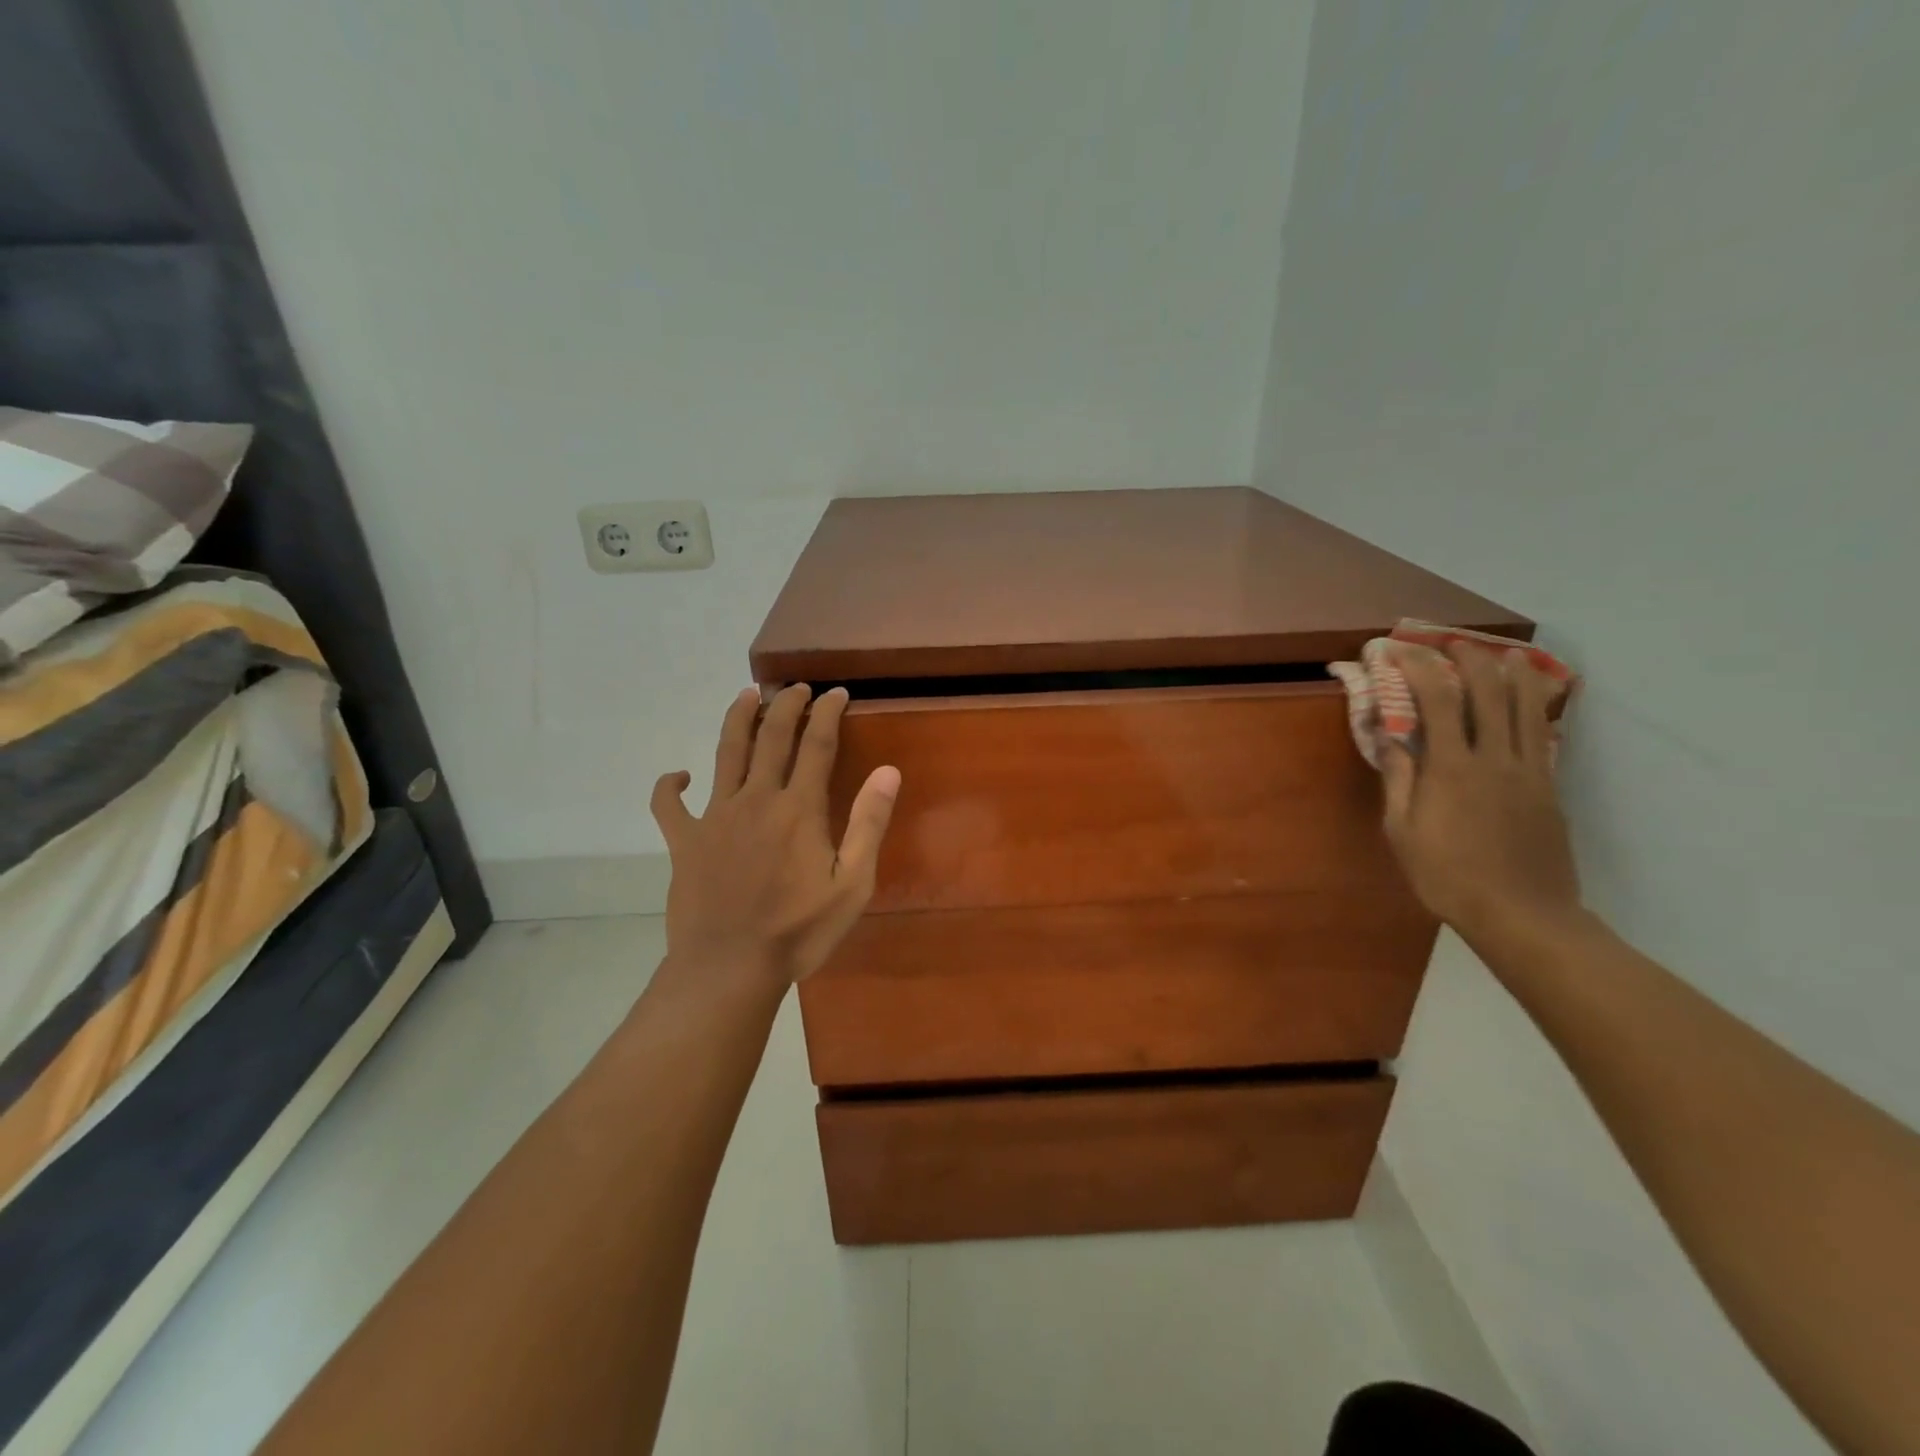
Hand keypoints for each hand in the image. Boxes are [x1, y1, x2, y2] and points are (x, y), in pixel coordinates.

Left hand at [651, 685, 900, 988]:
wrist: (729, 968)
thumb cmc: (799, 931)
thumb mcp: (852, 884)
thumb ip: (868, 824)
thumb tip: (888, 771)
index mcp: (798, 809)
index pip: (817, 744)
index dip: (828, 713)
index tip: (837, 693)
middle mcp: (756, 799)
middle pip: (770, 736)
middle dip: (785, 705)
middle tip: (796, 687)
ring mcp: (714, 817)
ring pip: (725, 753)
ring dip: (737, 719)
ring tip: (746, 694)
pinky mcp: (684, 841)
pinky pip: (668, 804)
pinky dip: (670, 785)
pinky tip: (679, 776)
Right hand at [1381, 643, 1582, 950]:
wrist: (1522, 914)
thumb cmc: (1447, 875)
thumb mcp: (1403, 832)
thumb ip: (1398, 779)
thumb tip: (1389, 737)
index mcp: (1452, 768)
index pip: (1439, 700)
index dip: (1421, 668)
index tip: (1402, 649)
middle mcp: (1495, 758)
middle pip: (1491, 692)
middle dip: (1470, 659)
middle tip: (1452, 643)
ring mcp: (1529, 771)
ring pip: (1527, 706)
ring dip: (1513, 673)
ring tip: (1502, 655)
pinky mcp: (1549, 787)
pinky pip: (1541, 734)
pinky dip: (1534, 708)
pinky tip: (1527, 702)